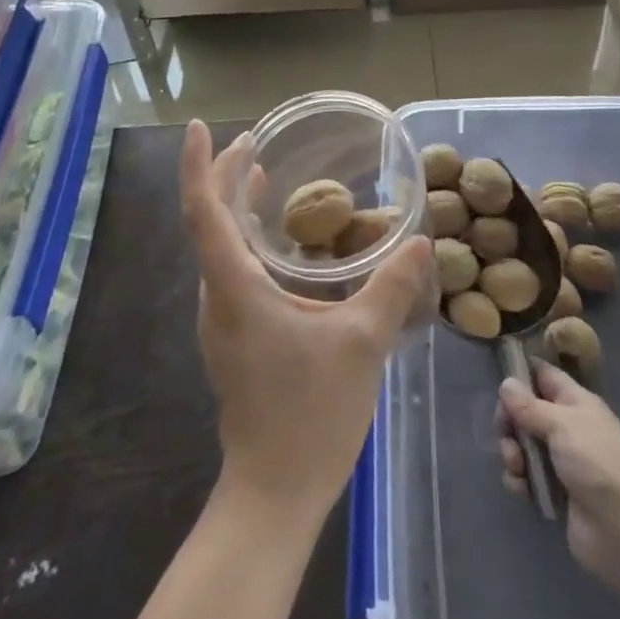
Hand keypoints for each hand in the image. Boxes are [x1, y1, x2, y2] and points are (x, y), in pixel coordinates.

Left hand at [181, 120, 434, 524]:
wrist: (274, 491)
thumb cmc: (310, 412)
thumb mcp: (360, 343)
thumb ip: (391, 288)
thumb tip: (420, 241)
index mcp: (234, 287)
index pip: (204, 211)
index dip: (200, 165)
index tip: (201, 127)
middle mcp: (217, 295)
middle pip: (208, 221)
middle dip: (224, 176)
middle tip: (252, 142)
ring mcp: (221, 318)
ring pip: (218, 246)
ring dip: (234, 206)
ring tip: (260, 176)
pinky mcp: (233, 335)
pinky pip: (230, 268)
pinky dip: (246, 238)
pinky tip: (280, 242)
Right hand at [497, 360, 619, 595]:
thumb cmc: (600, 466)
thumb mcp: (563, 426)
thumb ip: (530, 406)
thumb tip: (505, 383)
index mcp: (574, 403)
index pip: (542, 375)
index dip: (520, 374)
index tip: (499, 383)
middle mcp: (566, 427)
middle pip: (525, 411)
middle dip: (509, 421)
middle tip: (506, 433)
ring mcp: (560, 462)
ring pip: (522, 445)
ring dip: (511, 453)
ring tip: (516, 467)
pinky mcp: (555, 494)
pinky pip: (526, 477)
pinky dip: (519, 480)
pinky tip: (522, 489)